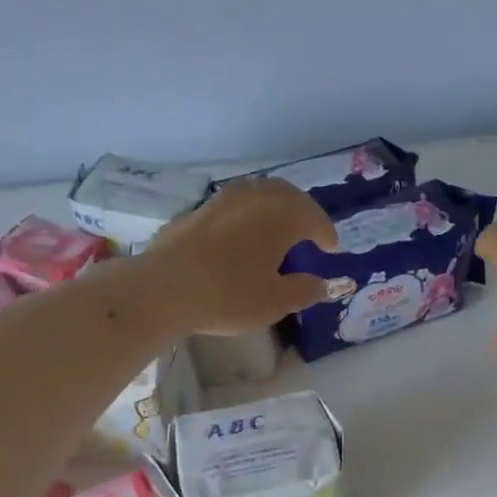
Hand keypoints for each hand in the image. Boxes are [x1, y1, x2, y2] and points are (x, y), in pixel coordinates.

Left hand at [141, 178, 338, 334]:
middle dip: (303, 213)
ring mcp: (223, 199)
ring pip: (258, 195)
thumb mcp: (277, 301)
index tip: (331, 250)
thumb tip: (321, 283)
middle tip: (309, 234)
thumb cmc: (230, 295)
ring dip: (274, 210)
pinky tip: (243, 238)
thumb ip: (305, 289)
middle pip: (287, 196)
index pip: (314, 217)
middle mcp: (255, 197)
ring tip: (278, 232)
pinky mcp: (197, 210)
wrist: (165, 289)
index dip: (326, 234)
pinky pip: (234, 206)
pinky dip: (248, 216)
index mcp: (282, 214)